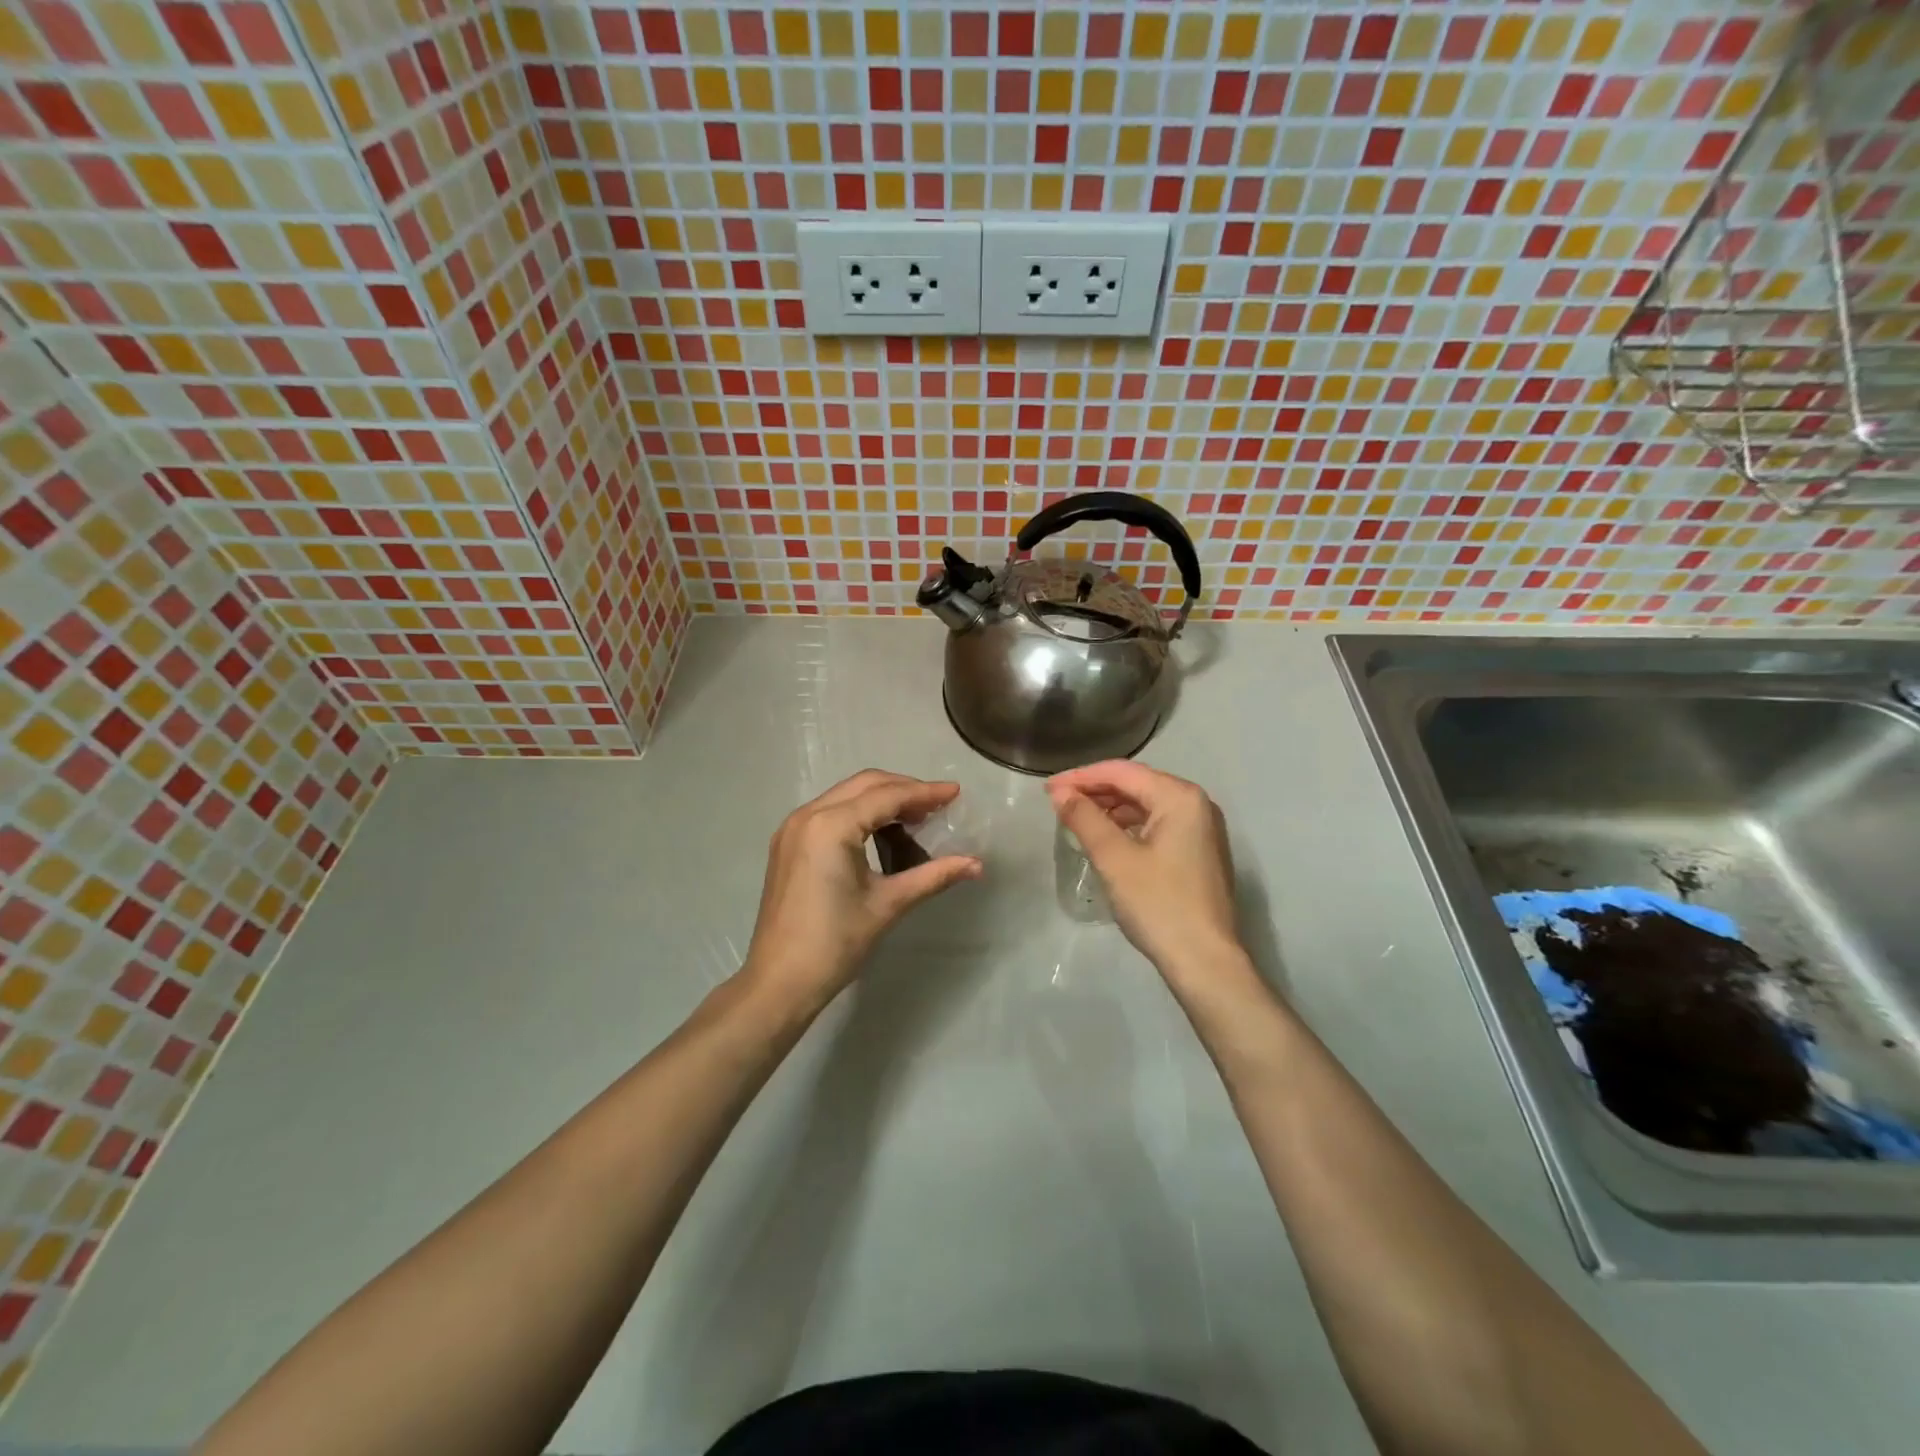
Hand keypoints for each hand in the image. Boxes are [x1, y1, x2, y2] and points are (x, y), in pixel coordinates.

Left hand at [740, 770, 982, 1011]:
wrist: (779, 981)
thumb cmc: (835, 943)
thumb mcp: (888, 904)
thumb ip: (933, 876)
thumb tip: (977, 864)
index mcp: (831, 825)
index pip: (887, 796)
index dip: (924, 793)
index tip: (955, 792)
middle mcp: (808, 815)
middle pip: (865, 785)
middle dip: (903, 789)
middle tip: (937, 805)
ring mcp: (792, 828)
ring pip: (846, 795)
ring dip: (881, 799)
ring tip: (916, 818)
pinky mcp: (787, 843)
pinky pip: (830, 812)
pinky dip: (859, 812)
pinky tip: (881, 832)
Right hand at [1046, 761, 1242, 980]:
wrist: (1205, 962)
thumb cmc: (1158, 904)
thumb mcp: (1114, 858)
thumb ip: (1084, 818)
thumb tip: (1060, 792)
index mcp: (1180, 797)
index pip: (1122, 772)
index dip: (1081, 776)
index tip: (1048, 789)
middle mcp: (1196, 804)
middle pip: (1137, 784)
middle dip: (1095, 790)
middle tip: (1058, 802)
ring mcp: (1202, 829)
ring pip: (1147, 805)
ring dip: (1111, 808)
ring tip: (1077, 818)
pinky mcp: (1199, 852)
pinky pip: (1157, 824)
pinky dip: (1129, 825)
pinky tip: (1107, 837)